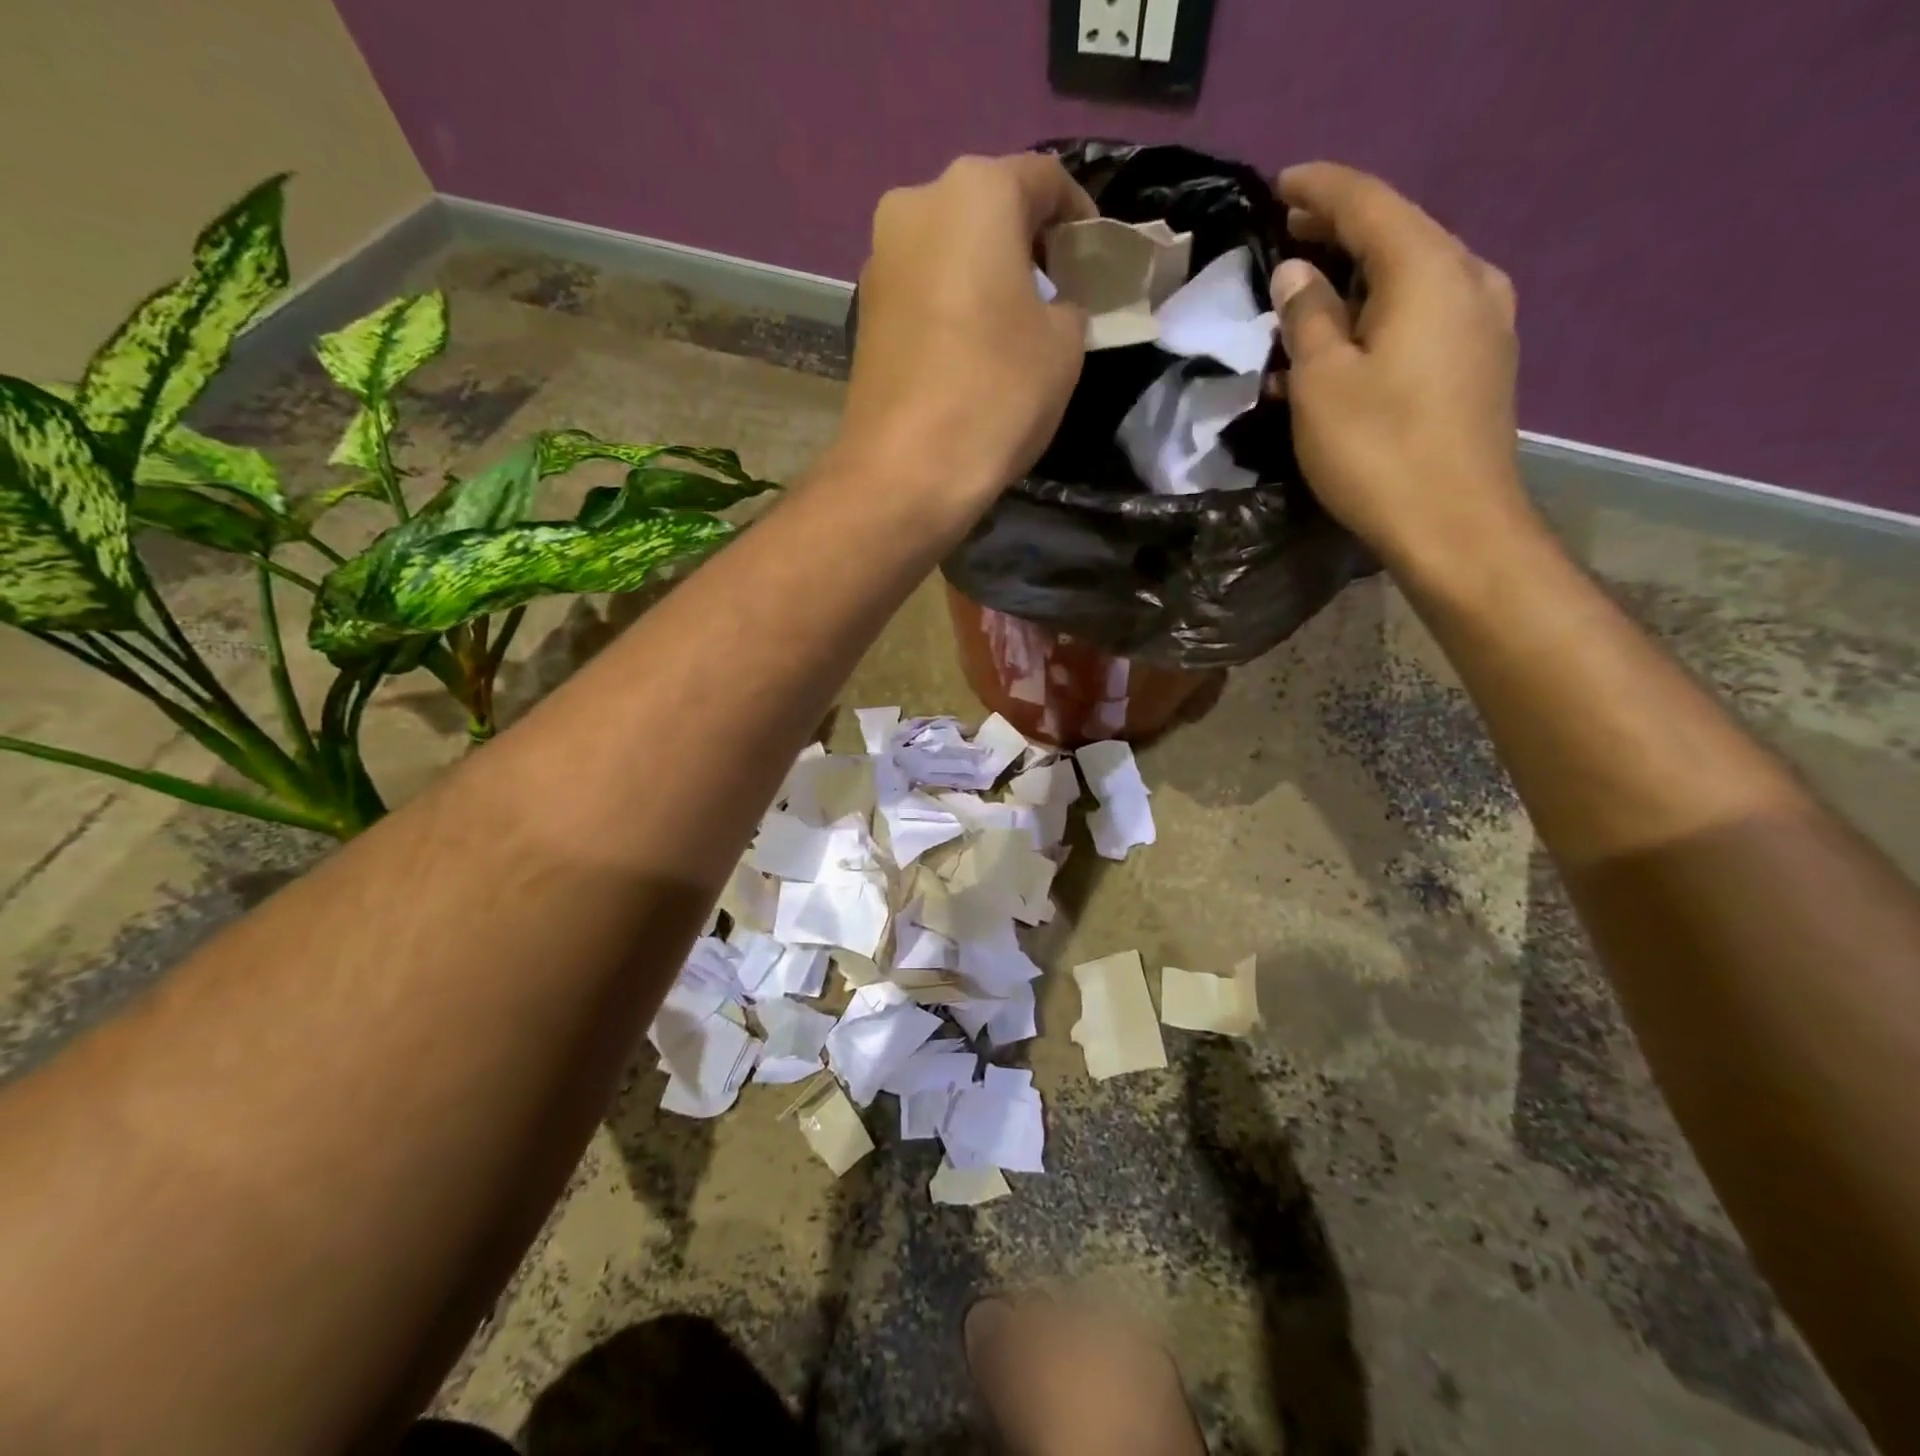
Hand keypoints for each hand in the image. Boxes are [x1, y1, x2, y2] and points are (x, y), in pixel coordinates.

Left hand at [833, 154, 1095, 515]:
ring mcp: (880, 258)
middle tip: (1056, 290)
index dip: (1079, 216)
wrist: (906, 471)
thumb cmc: (996, 394)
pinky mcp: (864, 309)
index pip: (1044, 179)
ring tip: (1013, 323)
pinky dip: (952, 301)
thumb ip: (1069, 304)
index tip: (1095, 258)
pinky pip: (923, 287)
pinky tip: (970, 346)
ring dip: (985, 273)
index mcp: (976, 192)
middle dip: (1027, 242)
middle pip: (988, 208)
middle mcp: (916, 204)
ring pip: (950, 248)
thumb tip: (1054, 305)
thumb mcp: (1064, 345)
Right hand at [1271, 162, 1528, 570]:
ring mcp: (1484, 323)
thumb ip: (1307, 317)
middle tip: (1287, 235)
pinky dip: (1379, 318)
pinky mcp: (1481, 364)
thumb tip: (1297, 273)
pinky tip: (1345, 344)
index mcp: (1429, 270)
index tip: (1279, 186)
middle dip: (1339, 232)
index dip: (1320, 190)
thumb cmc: (1378, 451)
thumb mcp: (1322, 383)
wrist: (1456, 527)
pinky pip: (1423, 318)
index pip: (1369, 204)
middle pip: (1397, 235)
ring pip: (1410, 279)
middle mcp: (1469, 279)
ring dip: (1356, 282)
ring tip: (1306, 295)